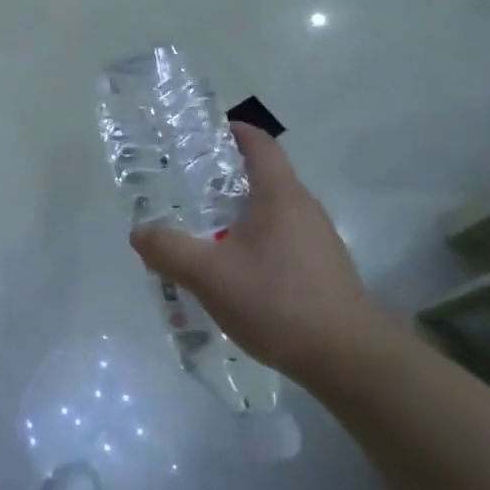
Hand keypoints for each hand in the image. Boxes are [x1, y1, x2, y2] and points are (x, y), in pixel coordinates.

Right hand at [129, 124, 381, 384]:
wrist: (348, 358)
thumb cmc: (277, 301)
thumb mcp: (209, 275)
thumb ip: (169, 250)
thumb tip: (140, 232)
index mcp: (280, 194)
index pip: (259, 144)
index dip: (232, 132)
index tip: (203, 134)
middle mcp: (303, 208)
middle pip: (263, 178)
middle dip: (224, 180)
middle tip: (186, 192)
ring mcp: (318, 240)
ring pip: (271, 214)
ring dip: (237, 217)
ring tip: (202, 236)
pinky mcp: (323, 270)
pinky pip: (281, 242)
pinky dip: (253, 245)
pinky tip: (233, 276)